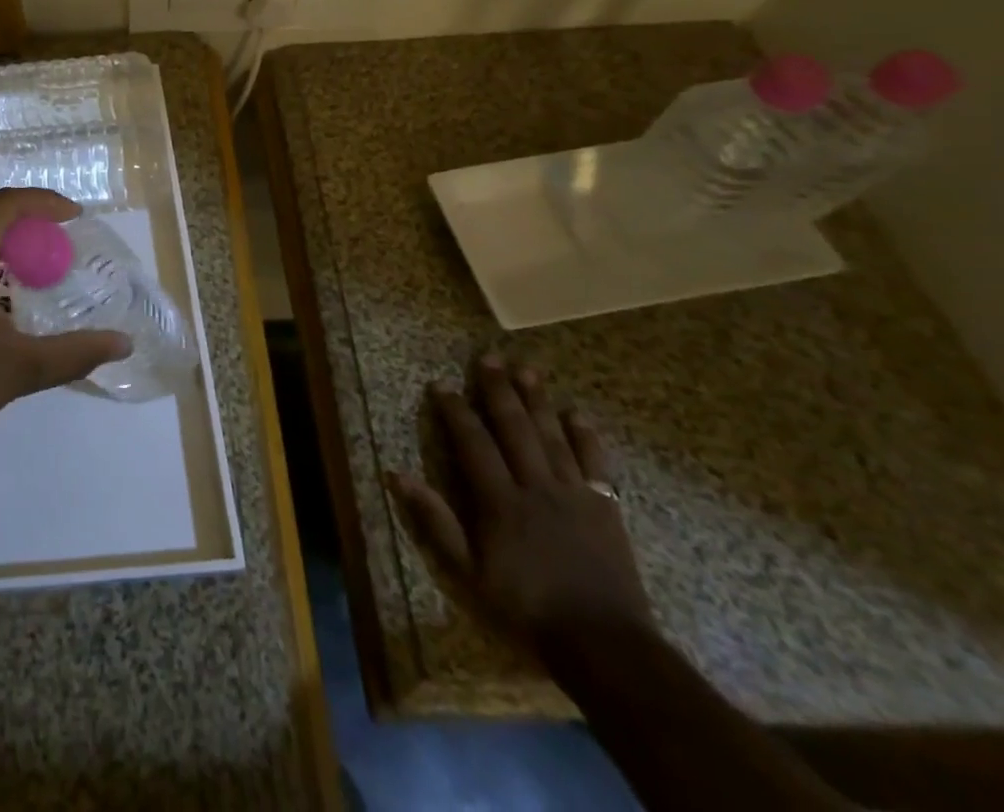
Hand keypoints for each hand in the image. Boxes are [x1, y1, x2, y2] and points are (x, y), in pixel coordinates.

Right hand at [388, 352, 654, 646]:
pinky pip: (595, 464)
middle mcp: (536, 486)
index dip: (455, 411)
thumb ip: (436, 521)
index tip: (441, 383)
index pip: (473, 443)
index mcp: (500, 501)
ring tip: (527, 369)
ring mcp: (575, 495)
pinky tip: (577, 414)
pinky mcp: (605, 508)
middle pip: (515, 428)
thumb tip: (397, 475)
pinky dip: (586, 437)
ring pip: (553, 436)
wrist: (606, 646)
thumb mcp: (469, 573)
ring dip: (538, 401)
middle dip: (499, 390)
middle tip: (489, 357)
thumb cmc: (527, 609)